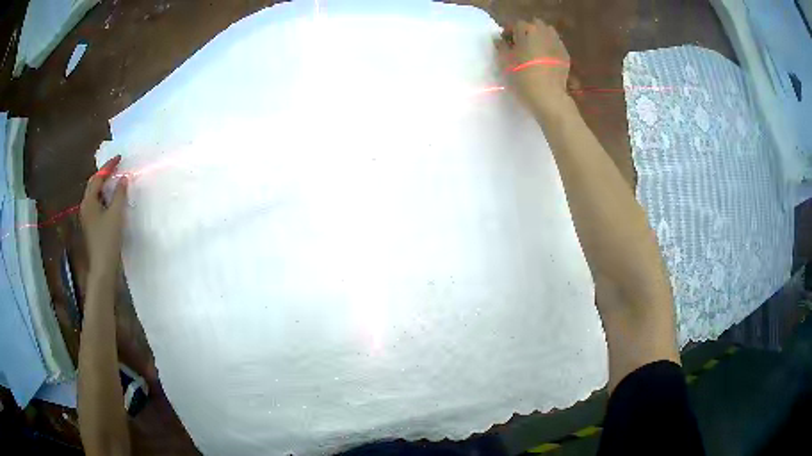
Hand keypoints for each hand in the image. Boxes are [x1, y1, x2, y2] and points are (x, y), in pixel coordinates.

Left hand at [81, 155, 127, 278]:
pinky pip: (97, 205)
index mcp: (89, 202)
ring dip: (104, 187)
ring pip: (95, 196)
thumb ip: (119, 194)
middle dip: (104, 175)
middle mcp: (85, 207)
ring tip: (115, 181)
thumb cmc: (108, 239)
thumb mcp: (116, 214)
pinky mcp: (92, 227)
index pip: (97, 178)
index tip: (119, 157)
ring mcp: (87, 218)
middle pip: (93, 186)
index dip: (108, 166)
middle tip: (116, 168)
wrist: (103, 267)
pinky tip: (112, 201)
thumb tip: (123, 178)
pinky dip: (105, 198)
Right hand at [494, 19, 570, 110]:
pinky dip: (550, 48)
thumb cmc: (522, 77)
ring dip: (540, 38)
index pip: (516, 25)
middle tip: (521, 46)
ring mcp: (557, 43)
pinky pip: (555, 45)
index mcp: (527, 30)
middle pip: (534, 25)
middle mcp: (544, 32)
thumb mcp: (505, 61)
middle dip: (527, 32)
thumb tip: (498, 38)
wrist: (548, 96)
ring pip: (547, 33)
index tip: (506, 44)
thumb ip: (501, 46)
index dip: (509, 33)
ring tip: (534, 51)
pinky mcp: (565, 55)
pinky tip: (545, 60)